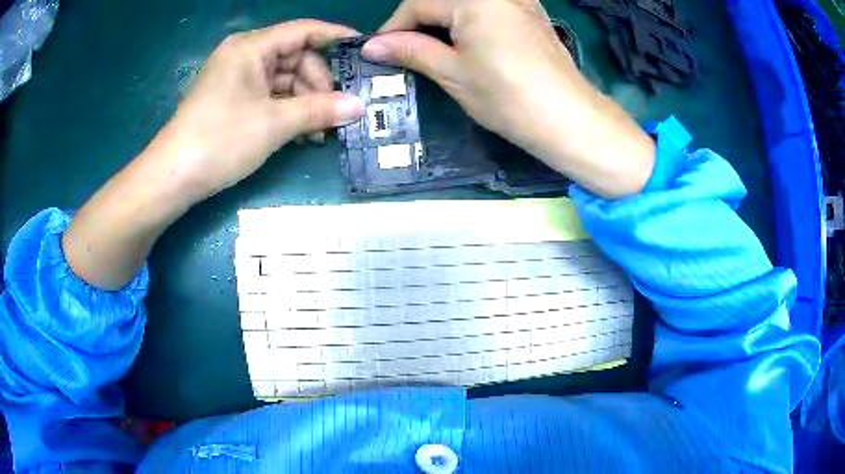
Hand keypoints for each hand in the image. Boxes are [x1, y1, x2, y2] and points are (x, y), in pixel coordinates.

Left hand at [152, 20, 365, 199]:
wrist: (174, 177)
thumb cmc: (220, 140)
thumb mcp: (274, 124)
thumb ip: (320, 110)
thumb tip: (360, 106)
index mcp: (252, 47)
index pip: (304, 31)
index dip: (336, 38)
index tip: (365, 52)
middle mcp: (245, 55)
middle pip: (296, 58)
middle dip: (319, 85)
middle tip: (338, 114)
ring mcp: (238, 78)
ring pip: (285, 80)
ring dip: (306, 104)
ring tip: (320, 133)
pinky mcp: (233, 99)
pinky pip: (270, 96)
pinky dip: (288, 112)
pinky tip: (301, 134)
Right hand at [363, 0, 654, 197]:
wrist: (568, 118)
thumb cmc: (508, 97)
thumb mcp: (452, 72)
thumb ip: (411, 50)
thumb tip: (372, 46)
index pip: (417, 4)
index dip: (394, 28)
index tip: (381, 52)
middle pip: (441, 0)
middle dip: (418, 24)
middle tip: (406, 52)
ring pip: (463, 3)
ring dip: (442, 21)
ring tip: (433, 50)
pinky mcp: (530, 11)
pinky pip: (488, 6)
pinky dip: (468, 19)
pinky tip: (466, 41)